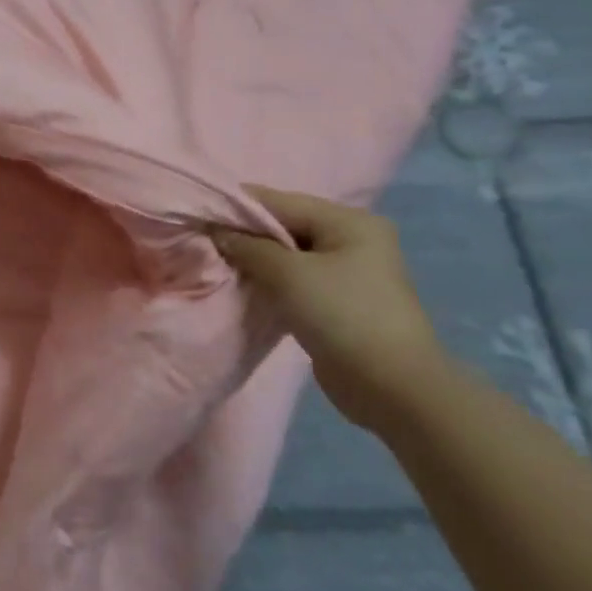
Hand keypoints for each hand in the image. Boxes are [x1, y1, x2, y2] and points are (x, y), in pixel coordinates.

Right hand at [211, 184, 447, 432]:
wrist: (393, 389)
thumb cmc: (344, 316)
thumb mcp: (289, 274)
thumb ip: (248, 246)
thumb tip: (217, 231)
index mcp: (349, 222)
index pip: (280, 201)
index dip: (237, 207)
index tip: (198, 215)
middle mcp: (350, 240)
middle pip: (283, 226)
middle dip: (244, 235)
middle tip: (203, 243)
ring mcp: (346, 273)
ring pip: (286, 256)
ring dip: (254, 261)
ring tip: (217, 265)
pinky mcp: (336, 303)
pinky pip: (293, 281)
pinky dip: (268, 282)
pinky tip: (243, 288)